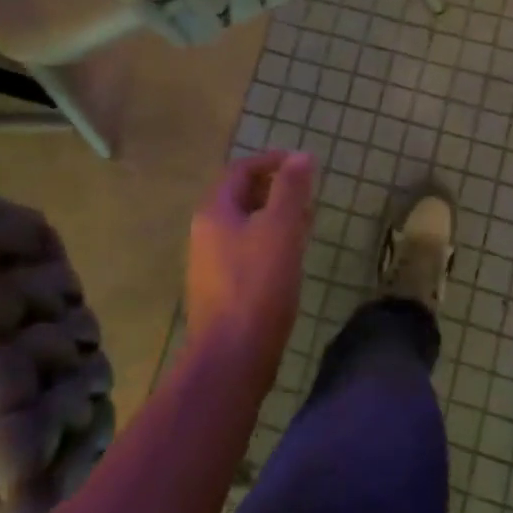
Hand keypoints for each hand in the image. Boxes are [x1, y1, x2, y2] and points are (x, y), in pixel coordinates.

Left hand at [186, 152, 315, 388]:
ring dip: (274, 216)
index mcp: (214, 212)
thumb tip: (301, 156)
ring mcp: (210, 263)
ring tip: (306, 222)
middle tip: (307, 193)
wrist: (232, 357)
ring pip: (245, 225)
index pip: (241, 170)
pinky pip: (246, 250)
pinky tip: (290, 257)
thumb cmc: (258, 285)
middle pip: (240, 197)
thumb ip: (291, 190)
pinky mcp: (221, 289)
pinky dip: (269, 241)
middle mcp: (205, 232)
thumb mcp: (281, 229)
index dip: (272, 161)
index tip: (303, 164)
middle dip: (275, 189)